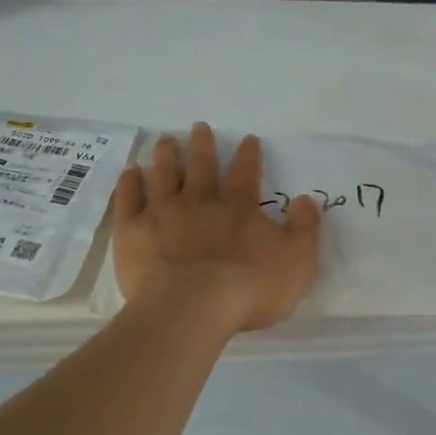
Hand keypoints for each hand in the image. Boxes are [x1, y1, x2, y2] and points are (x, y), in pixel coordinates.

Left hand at [112, 124, 322, 333]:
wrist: (193, 307)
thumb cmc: (250, 289)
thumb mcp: (296, 261)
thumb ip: (304, 229)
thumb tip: (305, 200)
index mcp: (239, 209)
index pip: (247, 174)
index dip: (249, 156)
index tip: (248, 139)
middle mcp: (200, 202)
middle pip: (202, 167)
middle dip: (202, 146)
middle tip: (199, 127)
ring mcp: (163, 213)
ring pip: (164, 175)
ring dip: (165, 156)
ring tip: (165, 140)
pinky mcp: (133, 230)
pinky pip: (129, 200)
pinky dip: (129, 184)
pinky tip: (130, 173)